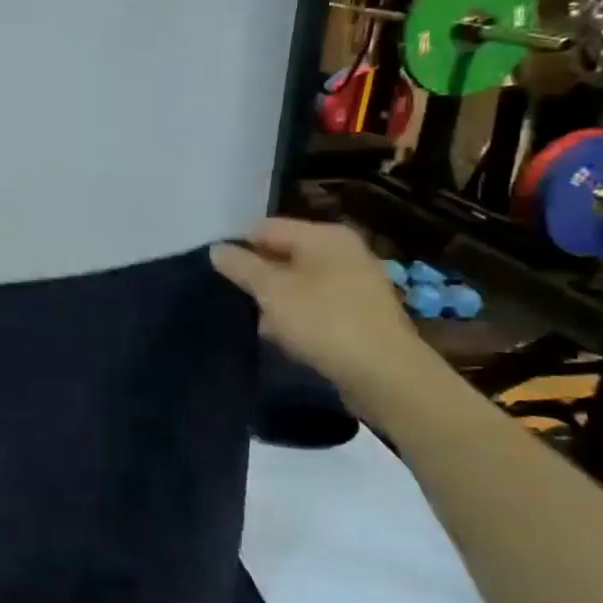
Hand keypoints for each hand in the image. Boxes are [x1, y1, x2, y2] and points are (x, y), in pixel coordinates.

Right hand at [210, 219, 427, 401]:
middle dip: (257, 275)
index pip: (266, 227)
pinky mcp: (360, 312)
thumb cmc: (324, 322)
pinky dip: (297, 315)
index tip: (216, 272)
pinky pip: (316, 304)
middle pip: (283, 254)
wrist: (385, 375)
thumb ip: (241, 266)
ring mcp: (355, 282)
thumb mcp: (271, 291)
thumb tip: (217, 249)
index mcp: (324, 235)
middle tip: (233, 298)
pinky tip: (284, 337)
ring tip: (256, 322)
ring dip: (275, 299)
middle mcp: (343, 251)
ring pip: (298, 281)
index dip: (238, 246)